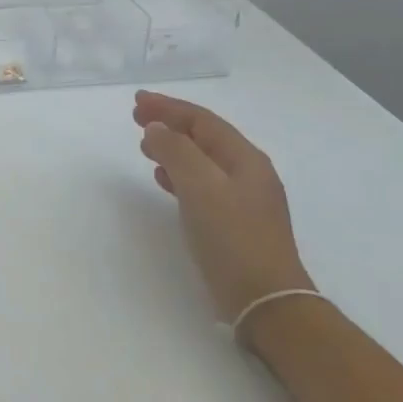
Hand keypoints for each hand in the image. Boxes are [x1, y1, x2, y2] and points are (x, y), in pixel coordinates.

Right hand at [133, 91, 312, 323]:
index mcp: (245, 159)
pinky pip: (201, 184)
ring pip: (202, 160)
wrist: (265, 300)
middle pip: (204, 137)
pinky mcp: (234, 222)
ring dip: (173, 148)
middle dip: (170, 124)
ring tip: (145, 146)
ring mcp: (243, 199)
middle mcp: (248, 173)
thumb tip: (156, 129)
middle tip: (137, 117)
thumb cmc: (233, 238)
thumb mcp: (200, 188)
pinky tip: (163, 180)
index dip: (169, 107)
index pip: (203, 121)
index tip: (137, 101)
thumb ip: (176, 152)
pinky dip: (179, 174)